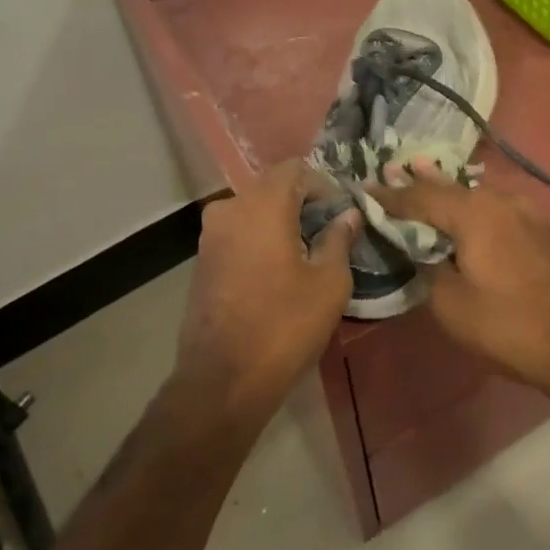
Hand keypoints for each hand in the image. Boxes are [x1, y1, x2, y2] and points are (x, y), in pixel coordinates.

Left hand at [173, 161, 358, 426]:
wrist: (222, 380)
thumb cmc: (284, 325)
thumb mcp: (329, 283)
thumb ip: (339, 239)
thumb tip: (348, 215)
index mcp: (263, 205)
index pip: (295, 168)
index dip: (323, 184)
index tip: (342, 211)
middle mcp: (230, 209)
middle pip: (272, 186)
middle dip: (303, 201)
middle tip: (330, 229)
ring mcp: (210, 235)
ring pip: (253, 210)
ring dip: (281, 220)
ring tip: (308, 250)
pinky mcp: (202, 260)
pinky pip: (238, 233)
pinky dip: (260, 238)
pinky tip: (279, 267)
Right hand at [378, 167, 549, 392]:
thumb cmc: (509, 325)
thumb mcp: (451, 304)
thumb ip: (428, 268)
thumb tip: (423, 252)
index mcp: (474, 213)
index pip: (420, 197)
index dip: (390, 196)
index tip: (365, 189)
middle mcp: (499, 201)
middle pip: (449, 186)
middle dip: (419, 181)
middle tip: (391, 168)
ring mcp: (524, 213)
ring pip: (475, 193)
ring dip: (447, 189)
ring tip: (423, 173)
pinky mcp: (538, 230)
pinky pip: (494, 207)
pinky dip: (471, 204)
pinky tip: (464, 206)